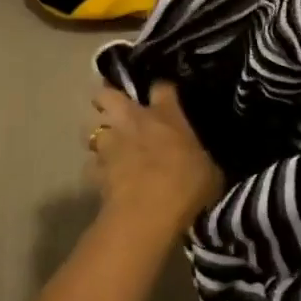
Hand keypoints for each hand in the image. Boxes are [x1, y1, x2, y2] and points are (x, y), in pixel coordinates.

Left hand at [86, 83, 223, 236]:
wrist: (148, 213)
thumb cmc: (185, 185)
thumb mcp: (209, 171)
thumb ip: (200, 157)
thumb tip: (201, 160)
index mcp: (165, 114)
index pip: (161, 87)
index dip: (162, 91)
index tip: (164, 98)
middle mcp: (133, 120)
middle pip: (109, 94)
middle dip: (109, 98)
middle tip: (117, 110)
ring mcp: (110, 144)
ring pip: (92, 128)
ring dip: (99, 135)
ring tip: (108, 146)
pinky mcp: (94, 170)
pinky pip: (91, 164)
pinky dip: (96, 169)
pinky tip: (105, 177)